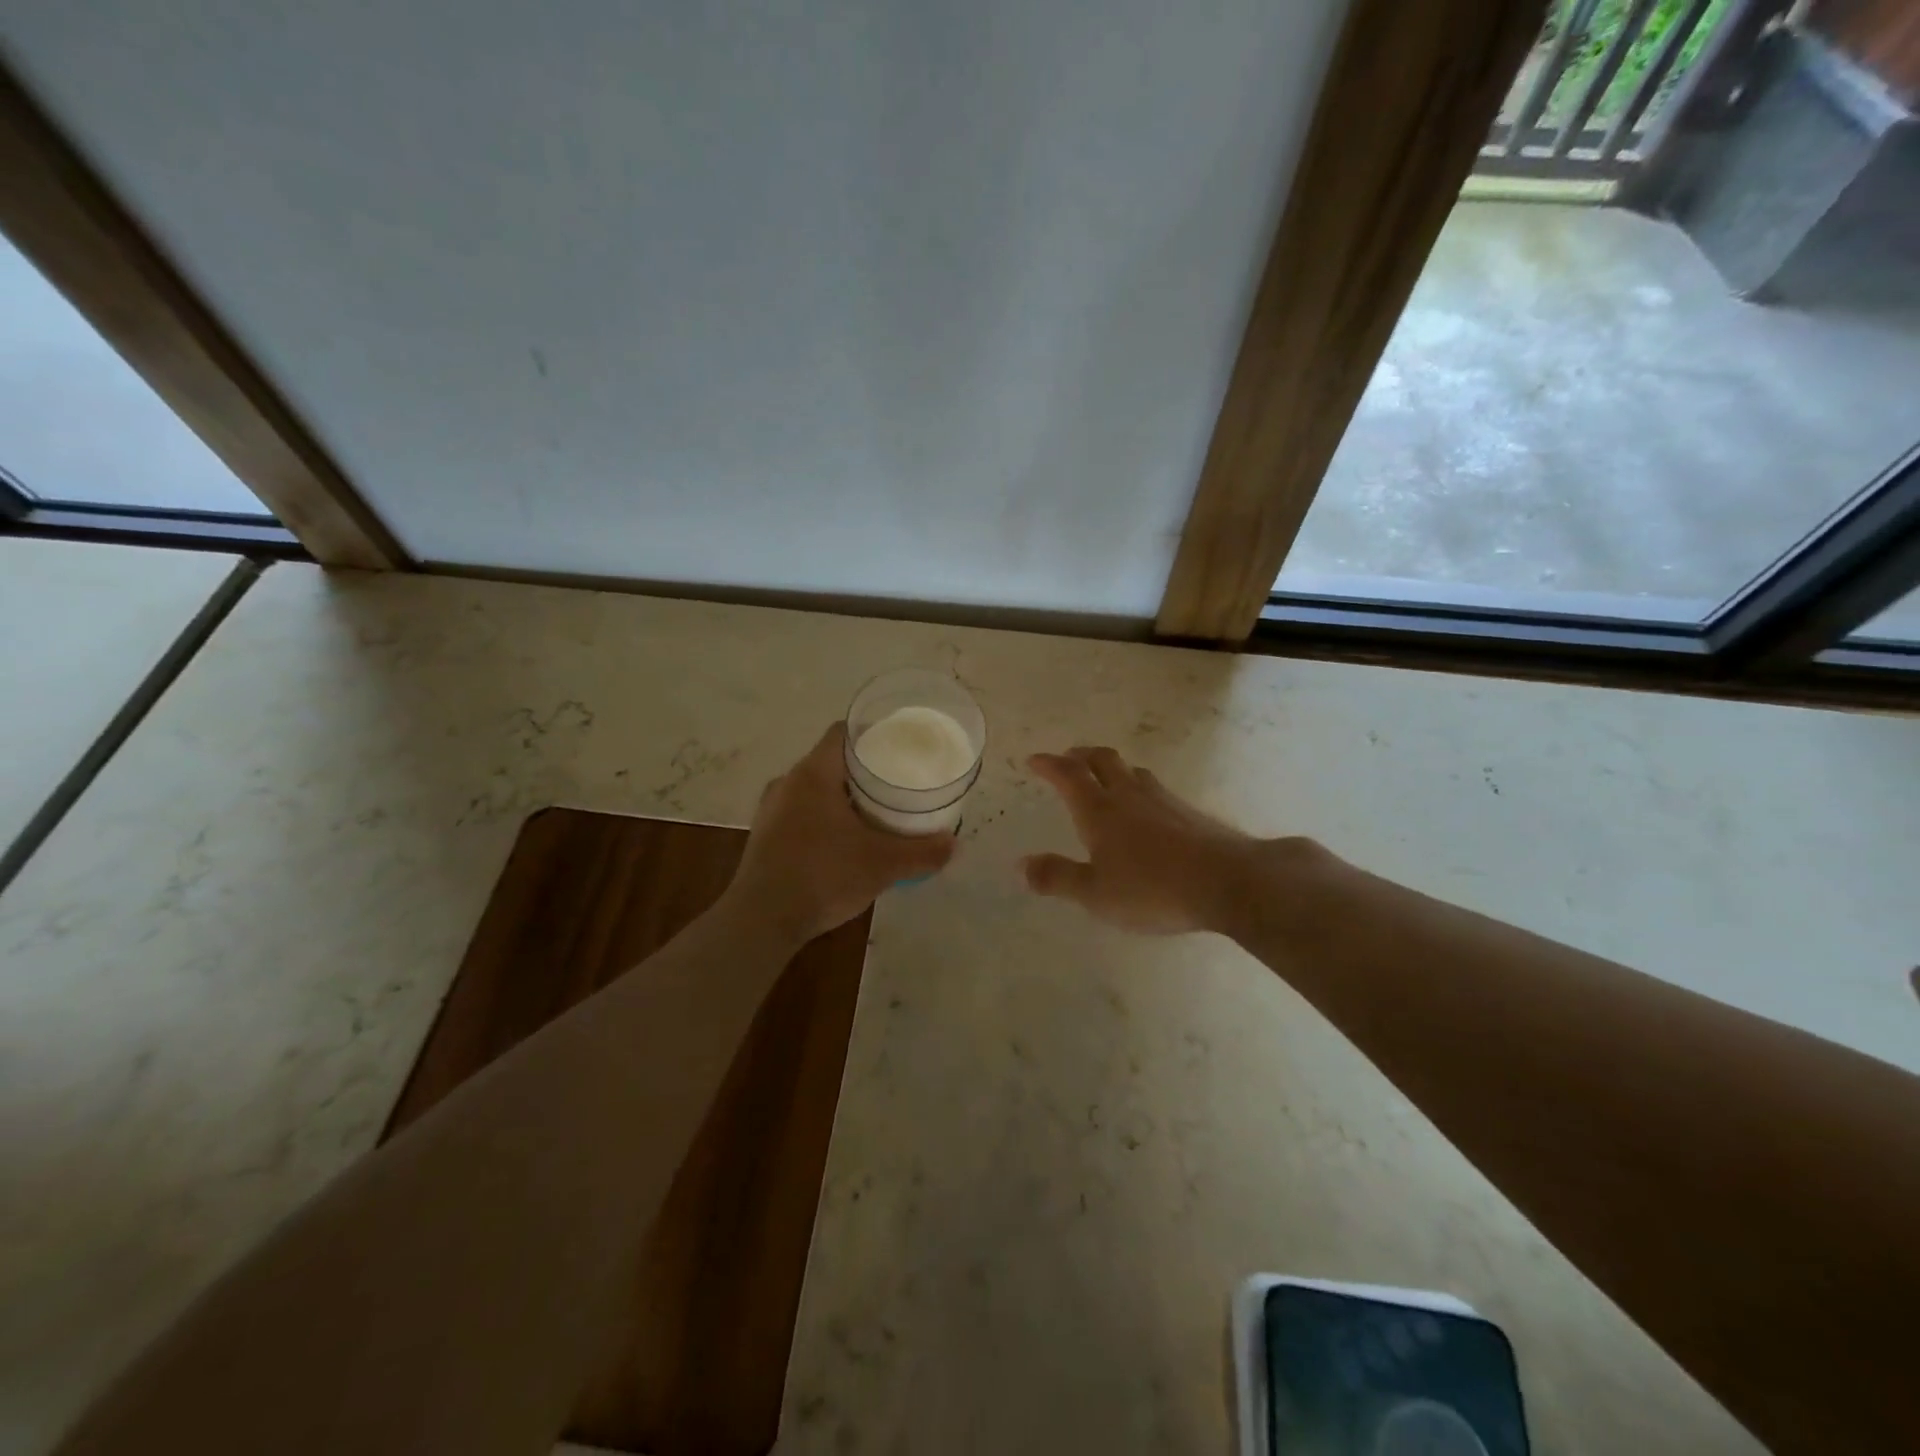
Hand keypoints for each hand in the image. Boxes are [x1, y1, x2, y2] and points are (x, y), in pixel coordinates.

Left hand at [727, 722, 955, 944]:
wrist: (762, 921)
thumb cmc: (823, 876)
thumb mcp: (883, 864)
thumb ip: (922, 852)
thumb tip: (954, 844)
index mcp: (813, 774)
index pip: (842, 733)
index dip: (871, 733)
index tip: (897, 745)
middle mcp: (787, 783)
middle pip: (830, 761)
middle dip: (863, 770)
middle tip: (895, 783)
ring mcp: (770, 811)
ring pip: (814, 790)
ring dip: (842, 797)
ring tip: (874, 812)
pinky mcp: (764, 837)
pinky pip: (800, 814)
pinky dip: (824, 819)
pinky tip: (844, 842)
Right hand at [1022, 746, 1284, 934]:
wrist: (1228, 882)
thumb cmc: (1152, 889)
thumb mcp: (1095, 893)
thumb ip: (1057, 877)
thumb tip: (1021, 864)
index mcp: (1099, 810)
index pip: (1068, 775)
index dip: (1048, 764)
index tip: (1034, 760)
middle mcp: (1128, 795)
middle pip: (1102, 760)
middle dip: (1080, 755)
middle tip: (1068, 758)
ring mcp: (1163, 800)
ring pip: (1131, 771)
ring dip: (1112, 768)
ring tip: (1105, 778)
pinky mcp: (1189, 813)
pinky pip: (1154, 788)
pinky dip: (1137, 787)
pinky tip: (1145, 809)